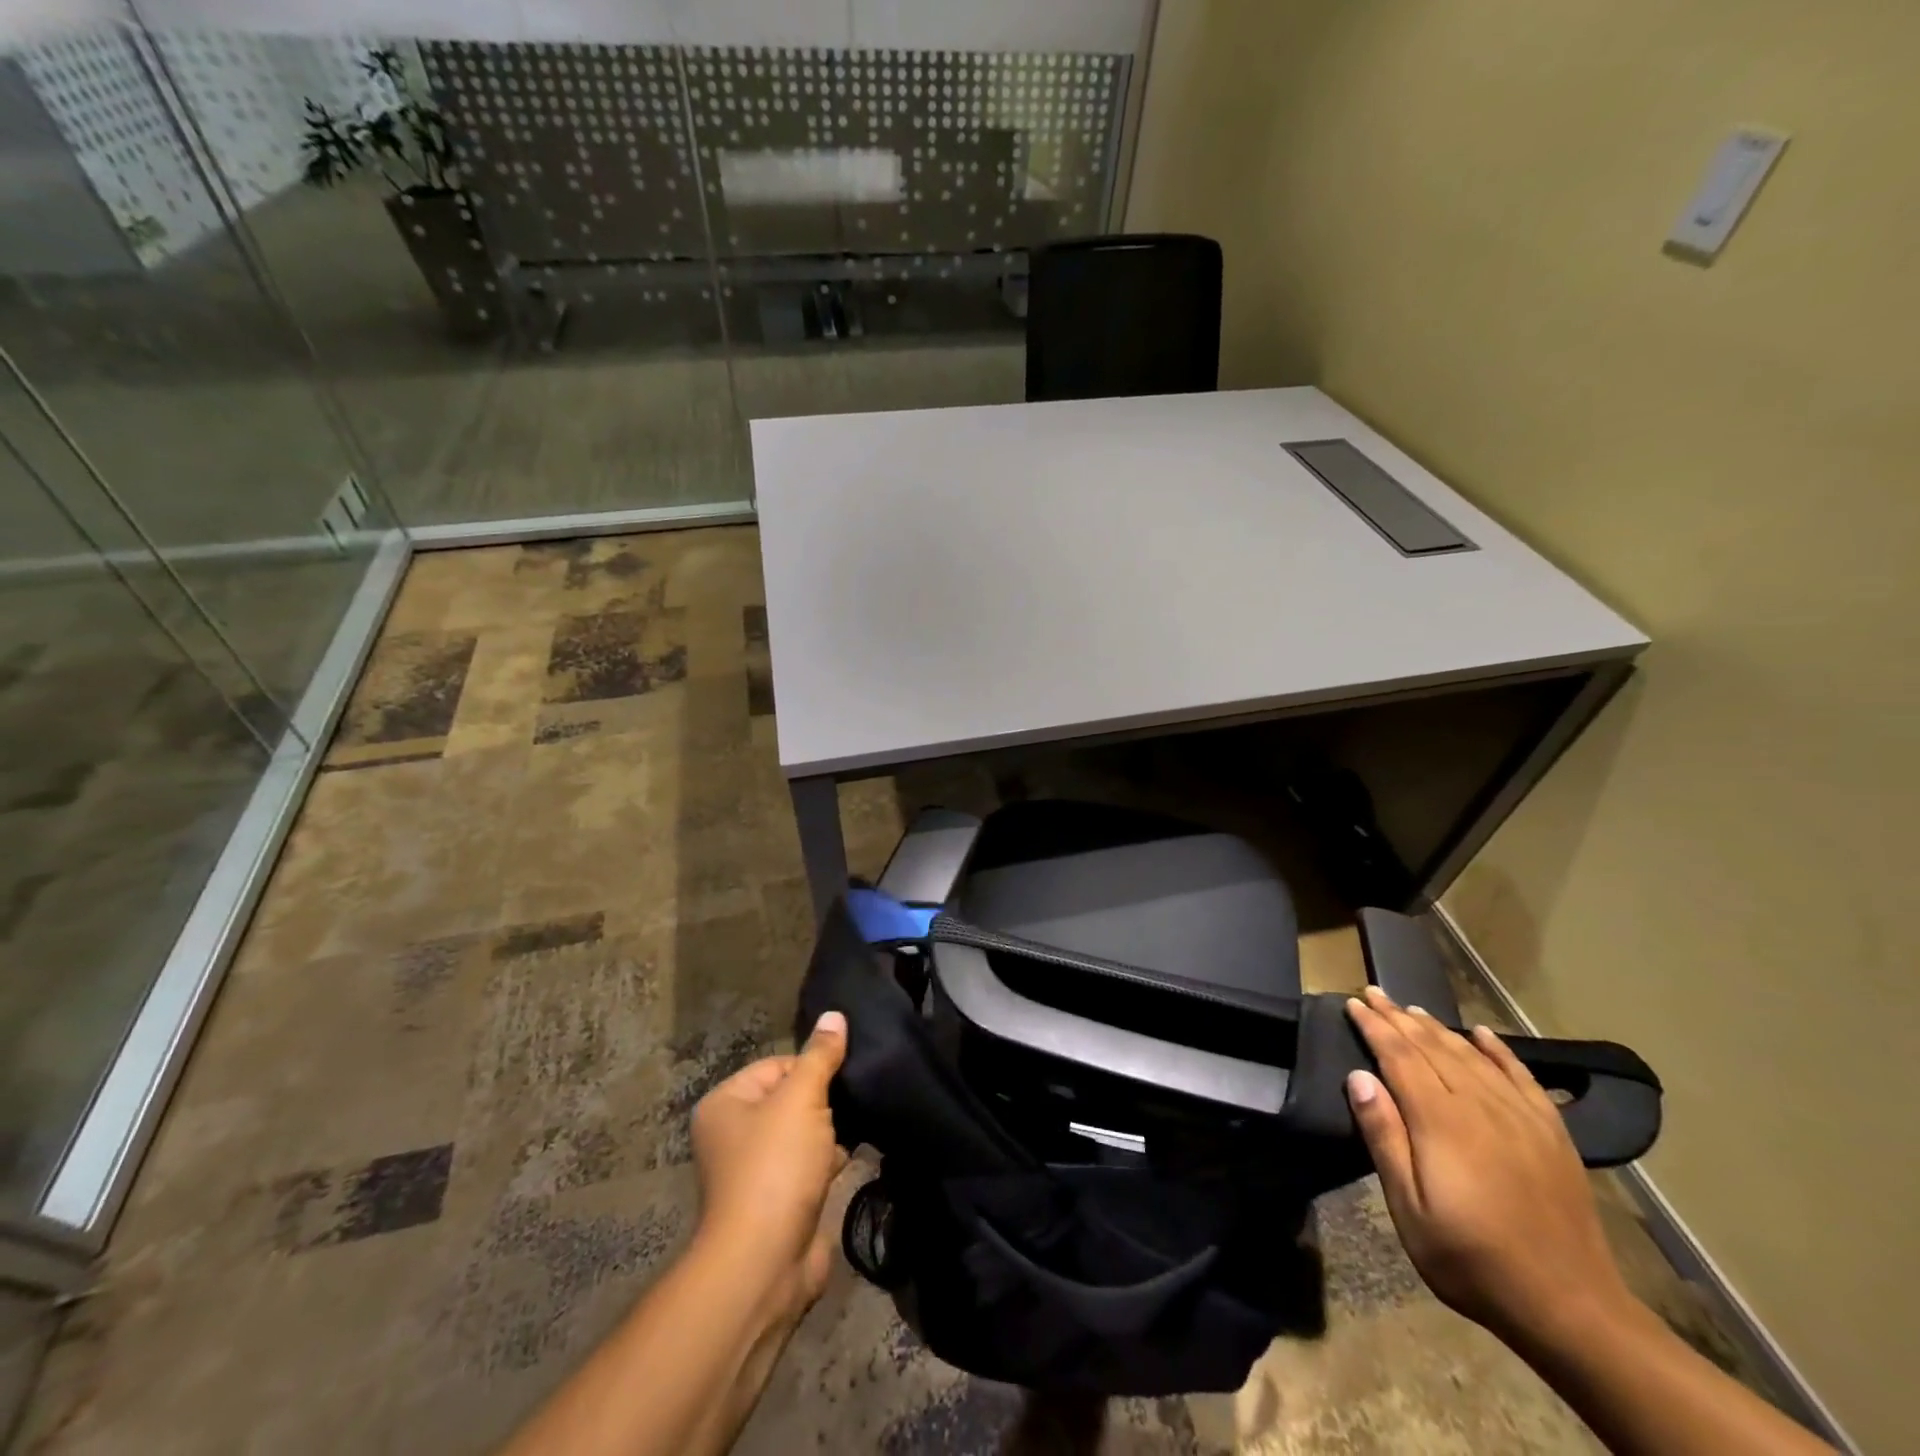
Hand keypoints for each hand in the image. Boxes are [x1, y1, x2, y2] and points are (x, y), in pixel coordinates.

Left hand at [689, 1011, 850, 1318]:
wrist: (764, 1265)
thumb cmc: (775, 1168)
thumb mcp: (802, 1098)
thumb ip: (821, 1056)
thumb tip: (835, 1015)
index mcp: (725, 1103)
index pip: (778, 1064)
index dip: (812, 1070)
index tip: (841, 1081)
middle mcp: (732, 1134)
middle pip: (791, 1098)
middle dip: (823, 1103)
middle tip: (852, 1106)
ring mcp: (754, 1172)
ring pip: (802, 1134)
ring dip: (828, 1134)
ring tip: (853, 1133)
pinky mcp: (777, 1202)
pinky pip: (807, 1167)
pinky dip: (826, 1163)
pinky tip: (847, 1162)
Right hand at [1343, 986, 1637, 1348]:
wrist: (1572, 1309)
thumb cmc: (1473, 1260)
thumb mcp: (1410, 1209)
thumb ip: (1384, 1138)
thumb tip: (1359, 1076)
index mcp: (1441, 1121)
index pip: (1399, 1056)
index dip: (1374, 1026)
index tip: (1352, 1002)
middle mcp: (1480, 1105)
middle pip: (1432, 1047)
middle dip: (1398, 1017)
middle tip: (1373, 992)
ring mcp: (1521, 1116)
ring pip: (1471, 1054)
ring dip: (1437, 1027)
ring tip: (1412, 1008)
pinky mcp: (1552, 1133)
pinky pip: (1521, 1076)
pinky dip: (1498, 1050)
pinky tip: (1482, 1034)